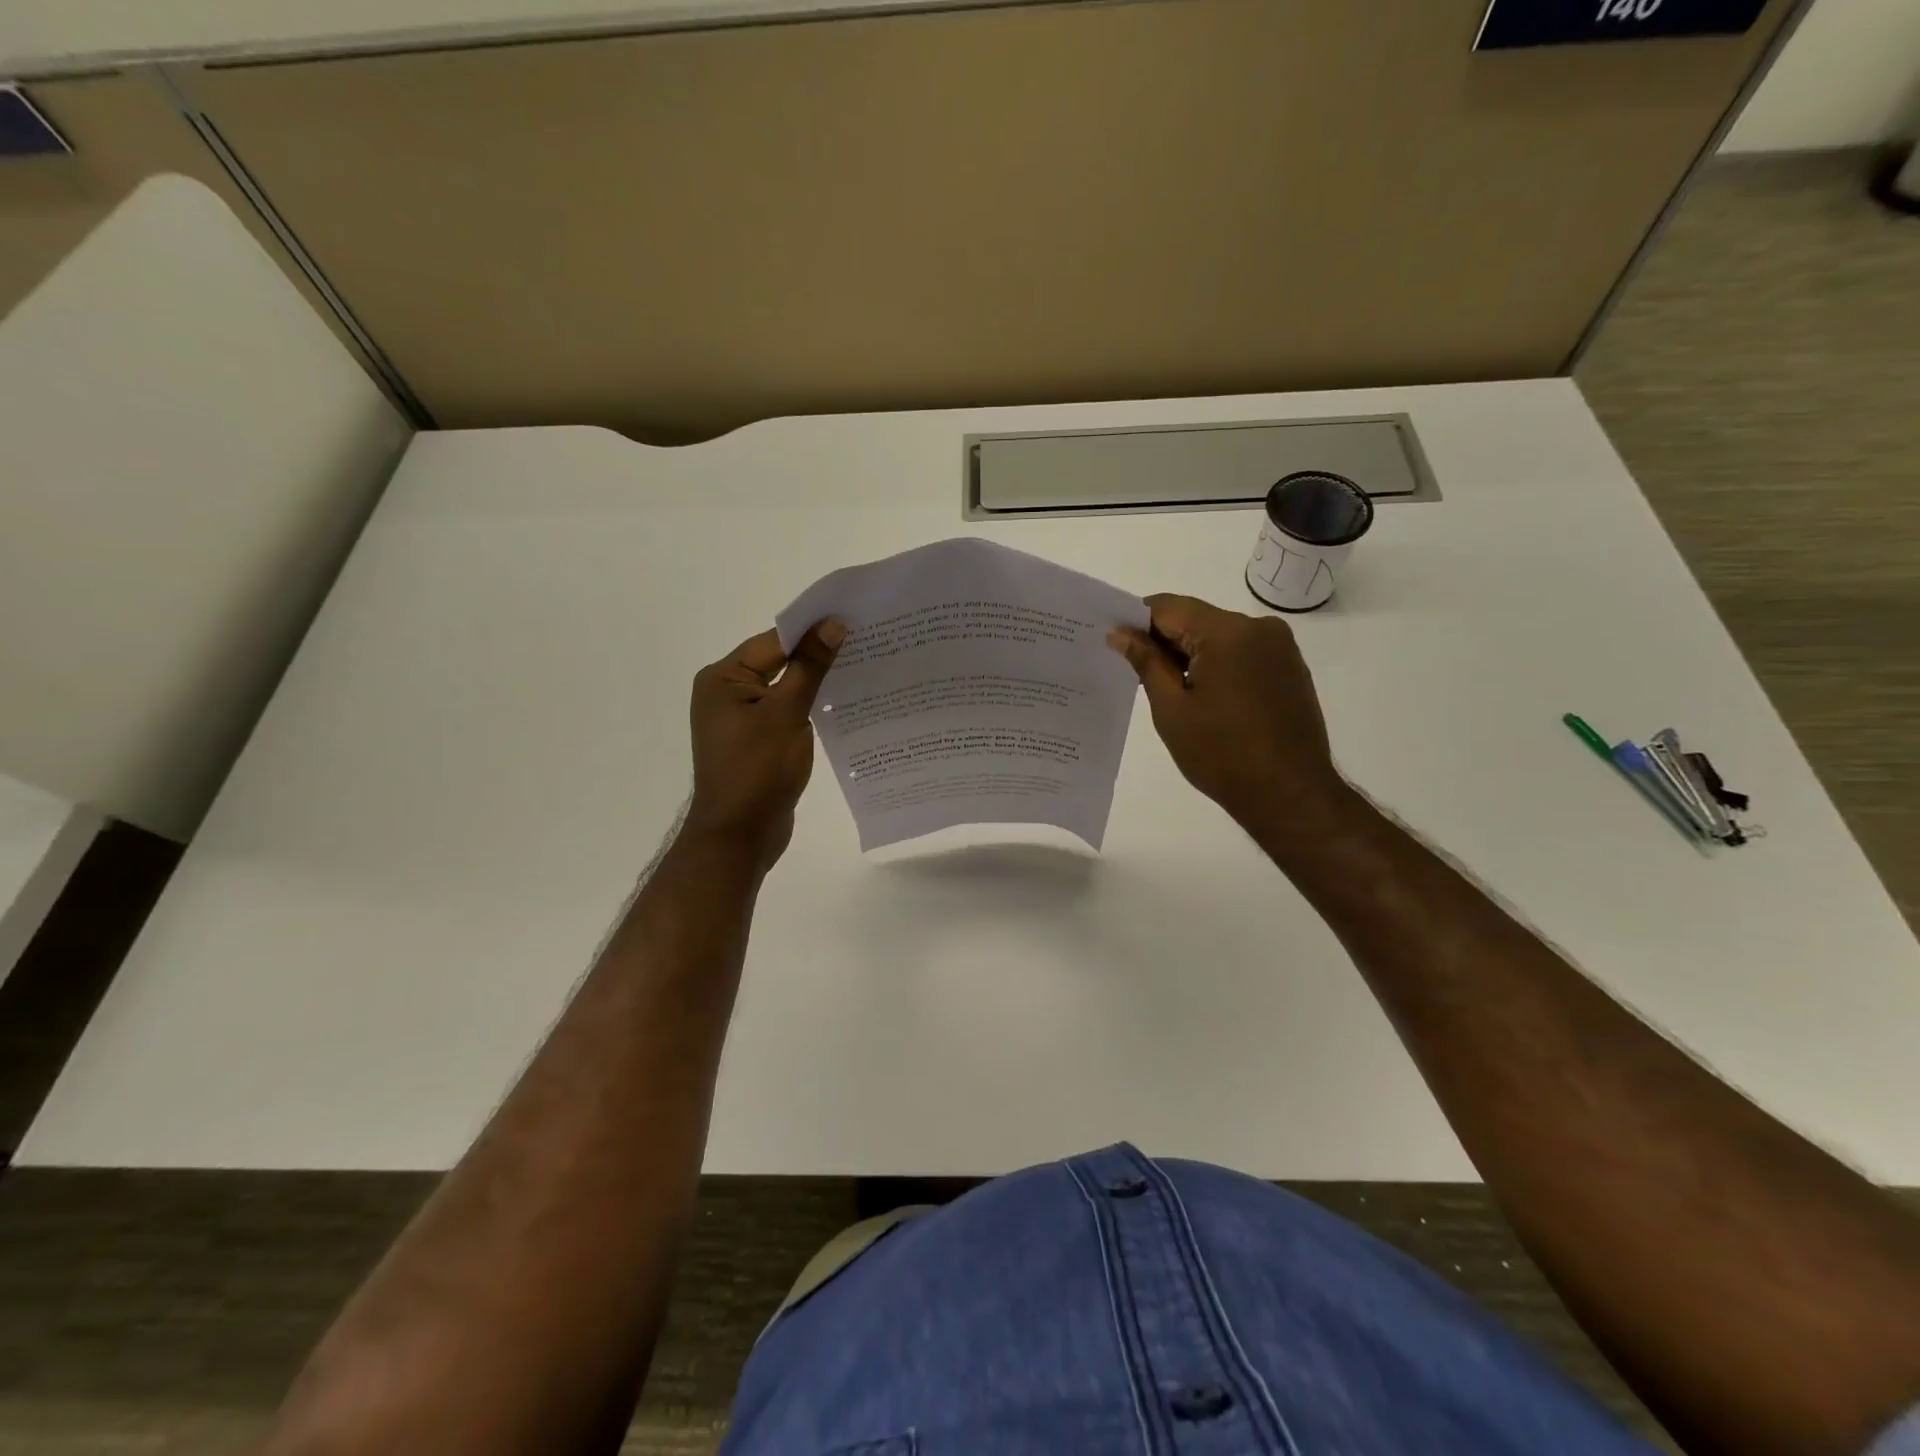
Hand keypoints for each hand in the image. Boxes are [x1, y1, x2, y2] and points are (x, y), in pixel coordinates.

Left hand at [684, 619, 843, 870]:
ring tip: (863, 670)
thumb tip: (832, 624)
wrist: (739, 837)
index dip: (812, 631)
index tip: (854, 620)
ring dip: (817, 682)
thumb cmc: (757, 771)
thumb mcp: (786, 713)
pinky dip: (810, 707)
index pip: (774, 642)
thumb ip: (809, 667)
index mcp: (723, 679)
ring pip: (786, 689)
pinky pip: (786, 713)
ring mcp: (741, 719)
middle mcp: (727, 693)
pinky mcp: (757, 742)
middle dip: (818, 655)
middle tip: (866, 643)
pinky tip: (843, 705)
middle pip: (779, 662)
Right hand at [1108, 594, 1346, 832]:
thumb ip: (1146, 662)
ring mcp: (1280, 647)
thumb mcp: (1172, 709)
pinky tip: (1203, 698)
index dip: (1136, 621)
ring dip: (1190, 654)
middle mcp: (1259, 627)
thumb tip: (1120, 633)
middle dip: (1163, 640)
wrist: (1289, 795)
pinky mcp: (1289, 668)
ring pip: (1219, 636)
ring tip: (1168, 691)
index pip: (1168, 607)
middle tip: (1133, 671)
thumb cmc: (1222, 754)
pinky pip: (1242, 653)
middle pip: (1196, 619)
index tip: (1114, 643)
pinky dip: (1217, 665)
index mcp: (1227, 631)